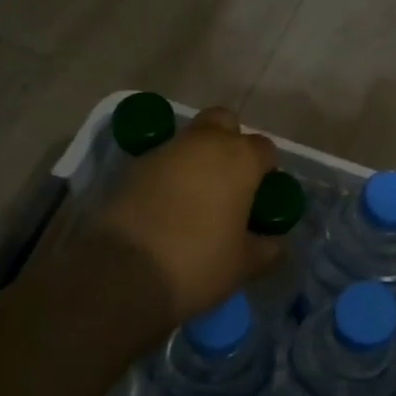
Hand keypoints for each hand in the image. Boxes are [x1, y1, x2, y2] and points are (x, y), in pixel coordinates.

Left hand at [89, 107, 283, 328]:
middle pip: (224, 122)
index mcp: (240, 158)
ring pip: (189, 139)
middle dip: (229, 140)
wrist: (122, 273)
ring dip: (196, 158)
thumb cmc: (198, 262)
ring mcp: (165, 150)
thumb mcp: (243, 264)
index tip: (260, 194)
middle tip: (228, 179)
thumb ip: (265, 248)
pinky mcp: (133, 166)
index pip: (264, 148)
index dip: (265, 169)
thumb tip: (272, 243)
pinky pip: (162, 160)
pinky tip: (166, 206)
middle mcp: (204, 142)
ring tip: (195, 197)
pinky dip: (169, 174)